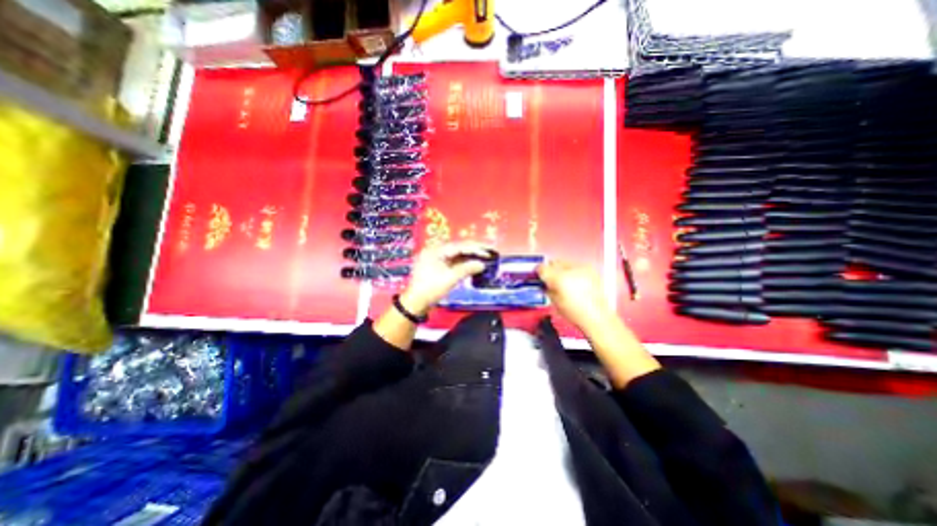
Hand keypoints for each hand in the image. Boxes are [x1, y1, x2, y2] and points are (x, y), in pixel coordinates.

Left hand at [399, 242, 492, 315]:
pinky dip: (463, 263)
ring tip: (483, 258)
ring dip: (469, 257)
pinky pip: (453, 261)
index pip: (459, 246)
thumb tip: (482, 264)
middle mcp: (435, 251)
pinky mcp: (437, 267)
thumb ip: (467, 269)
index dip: (475, 248)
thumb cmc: (430, 290)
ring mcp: (436, 259)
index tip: (488, 251)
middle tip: (488, 252)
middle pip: (458, 248)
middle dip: (474, 251)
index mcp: (435, 250)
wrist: (416, 303)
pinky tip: (472, 265)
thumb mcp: (450, 279)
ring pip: (456, 255)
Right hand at [539, 261, 612, 329]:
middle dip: (551, 270)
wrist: (597, 316)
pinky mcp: (590, 269)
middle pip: (554, 262)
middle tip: (551, 280)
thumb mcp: (554, 302)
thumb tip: (544, 283)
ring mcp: (582, 268)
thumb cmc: (573, 312)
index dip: (539, 272)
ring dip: (562, 270)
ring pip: (565, 262)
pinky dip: (573, 272)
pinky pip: (576, 266)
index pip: (542, 268)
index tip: (539, 277)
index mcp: (558, 279)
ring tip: (565, 282)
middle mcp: (570, 269)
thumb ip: (546, 289)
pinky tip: (576, 282)